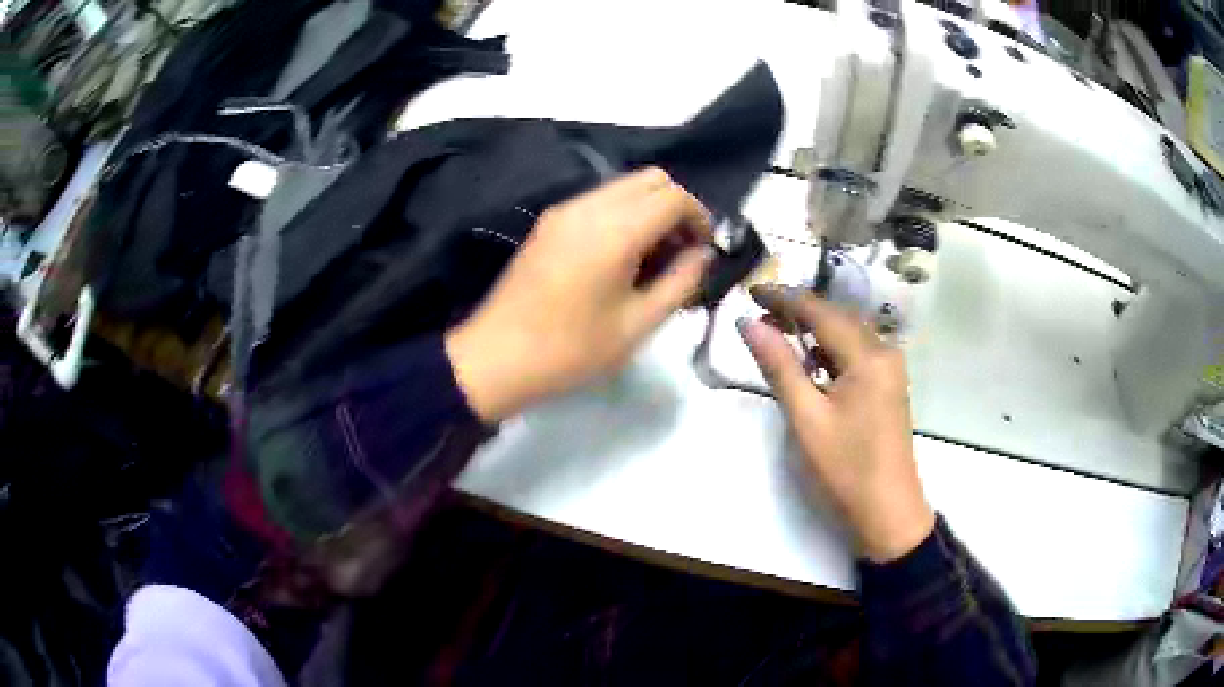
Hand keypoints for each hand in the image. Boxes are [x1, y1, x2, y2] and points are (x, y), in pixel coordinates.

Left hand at [446, 168, 713, 422]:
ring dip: (649, 211)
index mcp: (615, 230)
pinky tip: (620, 258)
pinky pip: (599, 201)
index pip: (674, 197)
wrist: (496, 358)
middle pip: (651, 179)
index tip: (704, 252)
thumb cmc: (571, 350)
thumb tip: (702, 254)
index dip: (700, 219)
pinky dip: (622, 216)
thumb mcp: (638, 325)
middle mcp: (589, 206)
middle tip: (680, 252)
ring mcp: (564, 211)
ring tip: (651, 260)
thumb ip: (680, 282)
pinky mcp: (549, 222)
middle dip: (676, 208)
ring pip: (624, 187)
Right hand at [739, 286, 933, 562]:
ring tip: (778, 330)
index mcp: (868, 355)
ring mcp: (890, 369)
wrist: (888, 512)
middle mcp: (885, 351)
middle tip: (759, 310)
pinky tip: (811, 360)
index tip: (750, 291)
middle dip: (799, 309)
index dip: (784, 297)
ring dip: (815, 327)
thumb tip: (748, 323)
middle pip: (838, 316)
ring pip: (848, 332)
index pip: (821, 311)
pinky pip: (857, 352)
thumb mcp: (806, 418)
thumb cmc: (845, 468)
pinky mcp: (889, 385)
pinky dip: (830, 348)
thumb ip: (779, 366)